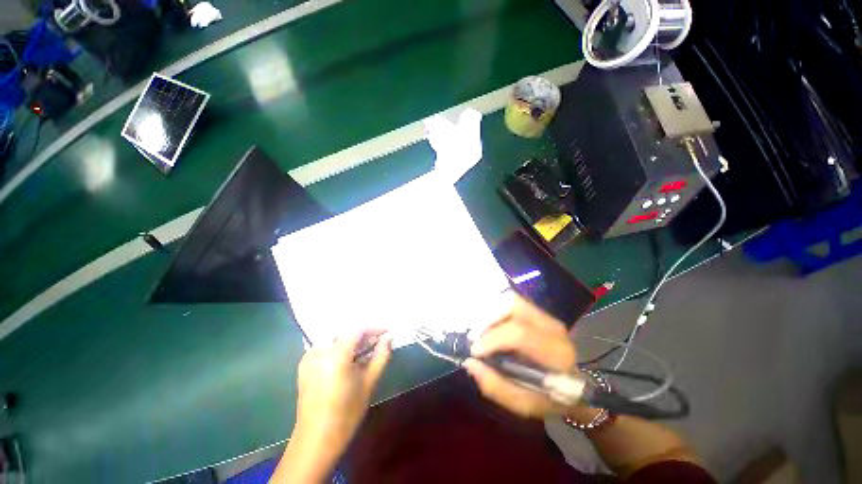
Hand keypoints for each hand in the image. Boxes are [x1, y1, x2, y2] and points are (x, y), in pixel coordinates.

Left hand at [278, 331, 390, 481]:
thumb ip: (381, 356)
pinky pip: (328, 347)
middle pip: (347, 333)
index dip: (375, 329)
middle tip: (380, 342)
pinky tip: (352, 358)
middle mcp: (319, 350)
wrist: (316, 440)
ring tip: (369, 350)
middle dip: (365, 336)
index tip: (388, 332)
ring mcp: (309, 357)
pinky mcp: (305, 364)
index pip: (358, 330)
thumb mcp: (369, 382)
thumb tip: (389, 338)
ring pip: (337, 339)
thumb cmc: (346, 413)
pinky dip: (342, 348)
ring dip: (354, 342)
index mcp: (335, 354)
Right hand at [463, 295, 576, 418]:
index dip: (493, 338)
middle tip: (474, 337)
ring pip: (510, 300)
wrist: (575, 387)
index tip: (474, 351)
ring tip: (480, 330)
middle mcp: (552, 327)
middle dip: (487, 319)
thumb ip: (496, 386)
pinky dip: (495, 310)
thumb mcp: (524, 404)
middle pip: (512, 307)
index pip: (520, 333)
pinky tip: (489, 325)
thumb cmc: (549, 398)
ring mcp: (545, 316)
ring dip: (490, 312)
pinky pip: (511, 302)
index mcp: (556, 353)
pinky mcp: (537, 312)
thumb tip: (469, 362)